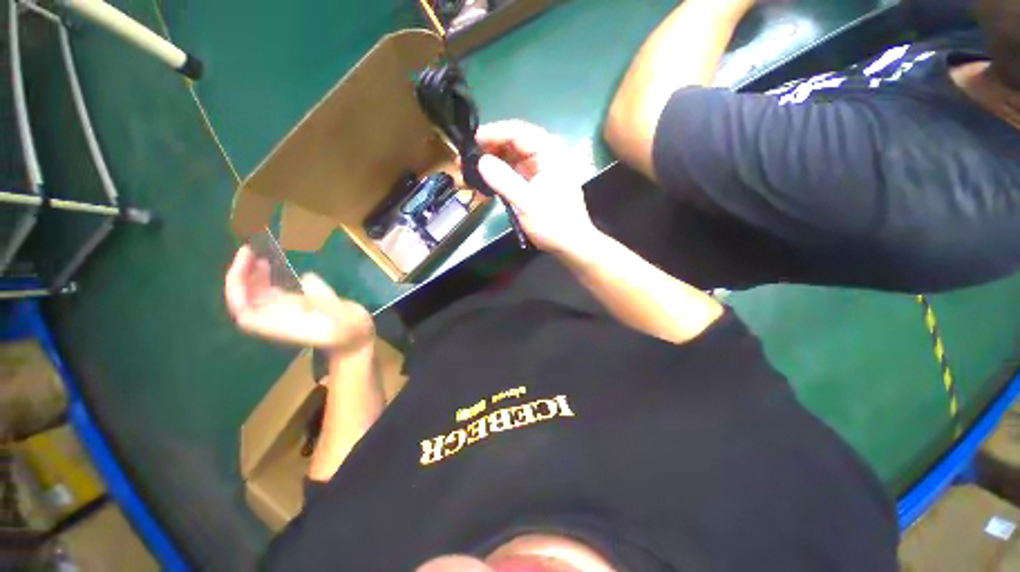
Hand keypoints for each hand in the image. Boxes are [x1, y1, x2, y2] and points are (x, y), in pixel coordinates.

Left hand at [224, 246, 374, 358]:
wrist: (358, 338)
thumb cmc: (349, 332)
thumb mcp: (339, 317)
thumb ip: (322, 298)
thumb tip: (306, 277)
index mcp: (281, 324)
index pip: (244, 310)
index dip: (237, 288)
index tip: (246, 265)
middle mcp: (279, 317)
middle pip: (248, 298)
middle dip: (243, 274)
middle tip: (251, 250)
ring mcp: (290, 309)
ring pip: (260, 293)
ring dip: (255, 274)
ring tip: (259, 254)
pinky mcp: (301, 303)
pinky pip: (278, 290)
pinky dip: (273, 276)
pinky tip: (279, 263)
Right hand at [476, 120, 598, 254]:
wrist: (570, 244)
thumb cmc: (553, 223)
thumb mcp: (527, 203)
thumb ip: (504, 181)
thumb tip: (480, 161)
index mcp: (549, 153)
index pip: (518, 131)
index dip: (493, 133)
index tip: (470, 141)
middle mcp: (545, 155)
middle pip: (513, 143)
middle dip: (488, 150)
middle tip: (465, 160)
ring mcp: (539, 170)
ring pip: (511, 158)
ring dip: (491, 164)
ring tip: (469, 173)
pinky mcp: (534, 183)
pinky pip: (513, 174)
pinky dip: (498, 178)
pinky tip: (483, 186)